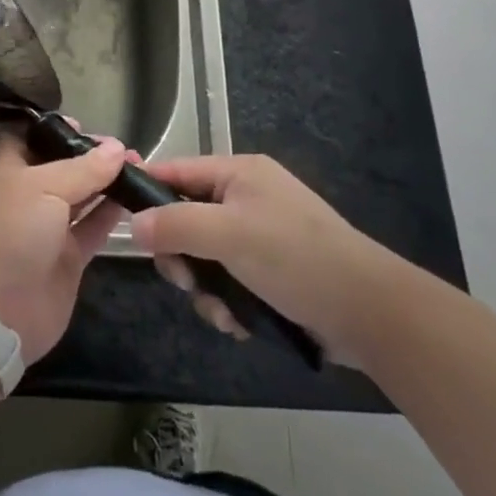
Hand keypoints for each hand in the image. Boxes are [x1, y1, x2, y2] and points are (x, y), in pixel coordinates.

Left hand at [0, 131, 129, 362]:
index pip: (29, 137)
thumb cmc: (10, 233)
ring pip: (82, 197)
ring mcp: (49, 227)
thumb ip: (83, 169)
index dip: (54, 128)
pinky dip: (112, 215)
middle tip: (125, 147)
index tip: (85, 124)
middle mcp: (29, 195)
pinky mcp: (68, 258)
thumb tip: (116, 147)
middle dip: (90, 155)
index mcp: (10, 170)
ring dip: (107, 182)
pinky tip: (137, 199)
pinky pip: (93, 228)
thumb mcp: (43, 188)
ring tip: (140, 167)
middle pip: (62, 166)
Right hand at [129, 154, 399, 367]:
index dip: (147, 193)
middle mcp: (247, 197)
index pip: (175, 171)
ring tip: (224, 312)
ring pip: (206, 256)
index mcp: (238, 173)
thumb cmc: (295, 257)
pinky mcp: (273, 271)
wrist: (370, 312)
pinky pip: (229, 280)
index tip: (126, 225)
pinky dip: (229, 303)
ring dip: (206, 288)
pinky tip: (241, 323)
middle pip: (186, 219)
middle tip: (187, 280)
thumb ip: (176, 225)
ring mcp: (261, 235)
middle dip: (183, 255)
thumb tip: (134, 226)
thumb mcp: (228, 235)